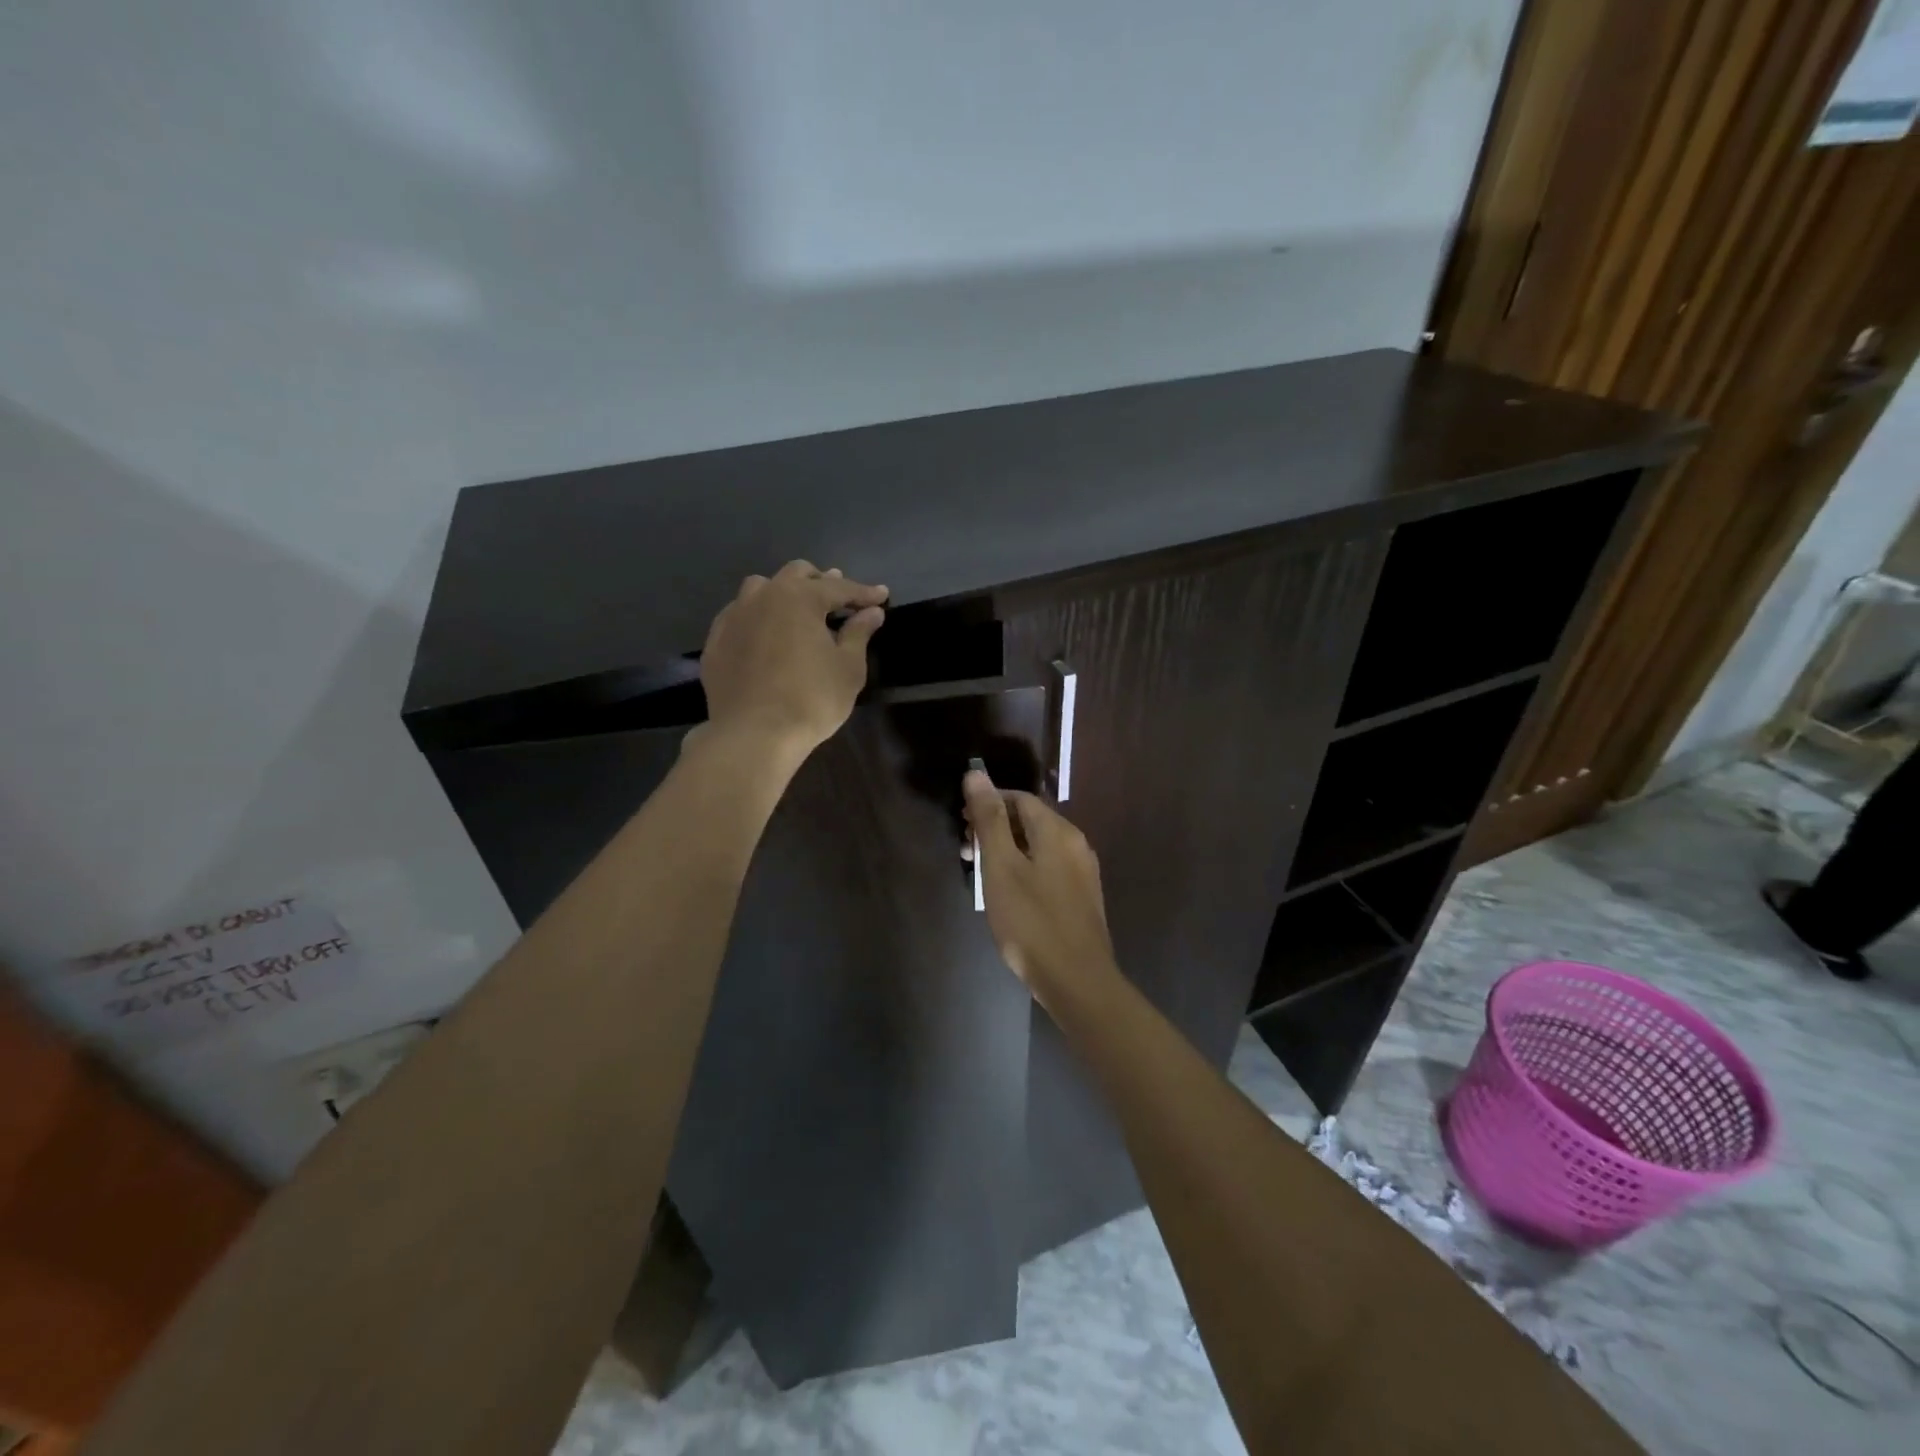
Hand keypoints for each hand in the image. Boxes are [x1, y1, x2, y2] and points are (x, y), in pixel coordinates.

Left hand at [698, 561, 888, 758]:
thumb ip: (858, 633)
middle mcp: (763, 596)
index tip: (882, 596)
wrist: (753, 734)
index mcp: (800, 597)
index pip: (839, 588)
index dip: (864, 593)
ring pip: (761, 588)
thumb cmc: (810, 699)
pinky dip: (758, 617)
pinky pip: (739, 615)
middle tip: (839, 599)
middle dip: (822, 582)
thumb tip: (871, 613)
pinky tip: (765, 634)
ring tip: (798, 610)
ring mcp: (734, 616)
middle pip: (796, 574)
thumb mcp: (848, 668)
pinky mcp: (715, 641)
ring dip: (784, 592)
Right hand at [963, 769, 1117, 1006]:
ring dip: (1007, 850)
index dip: (988, 803)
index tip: (961, 823)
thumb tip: (976, 773)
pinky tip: (1008, 894)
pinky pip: (1048, 869)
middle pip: (1030, 822)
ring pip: (1038, 847)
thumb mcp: (1001, 867)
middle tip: (966, 851)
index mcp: (1058, 831)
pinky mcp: (1082, 899)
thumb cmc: (1032, 921)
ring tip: (981, 874)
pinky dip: (1024, 869)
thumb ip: (989, 819)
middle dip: (995, 828)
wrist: (1077, 982)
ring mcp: (1082, 874)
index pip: (1019, 799)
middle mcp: (1076, 844)